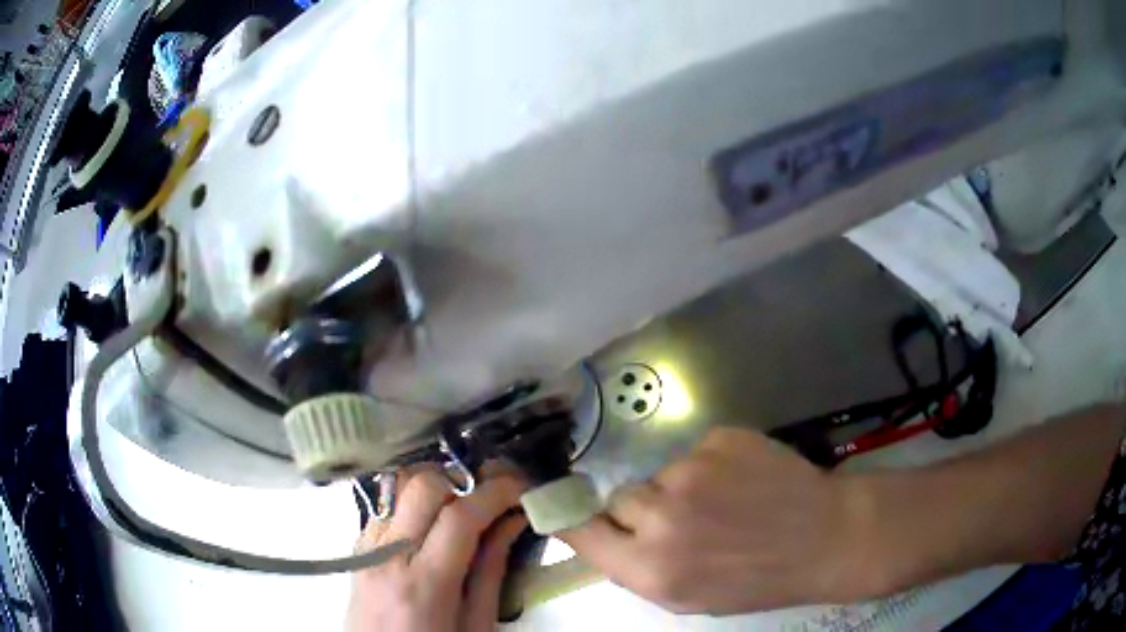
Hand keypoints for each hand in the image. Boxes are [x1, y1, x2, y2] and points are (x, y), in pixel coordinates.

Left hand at [346, 468, 527, 631]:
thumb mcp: (477, 625)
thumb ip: (492, 571)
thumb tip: (511, 520)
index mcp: (424, 585)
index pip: (459, 517)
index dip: (495, 493)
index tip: (520, 486)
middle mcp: (387, 556)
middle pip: (420, 485)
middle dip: (460, 481)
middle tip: (487, 499)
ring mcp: (366, 548)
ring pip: (396, 486)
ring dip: (434, 486)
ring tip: (460, 509)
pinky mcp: (357, 547)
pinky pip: (384, 505)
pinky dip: (411, 502)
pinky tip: (430, 526)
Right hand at [559, 427, 869, 613]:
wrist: (825, 536)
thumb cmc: (757, 579)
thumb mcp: (689, 597)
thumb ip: (638, 570)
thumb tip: (602, 536)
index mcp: (651, 567)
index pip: (581, 532)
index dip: (570, 518)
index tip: (560, 507)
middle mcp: (662, 518)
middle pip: (619, 497)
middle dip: (640, 509)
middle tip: (680, 520)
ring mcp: (692, 471)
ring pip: (658, 474)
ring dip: (678, 488)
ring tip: (722, 502)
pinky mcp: (720, 439)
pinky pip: (694, 451)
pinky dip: (711, 465)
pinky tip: (744, 481)